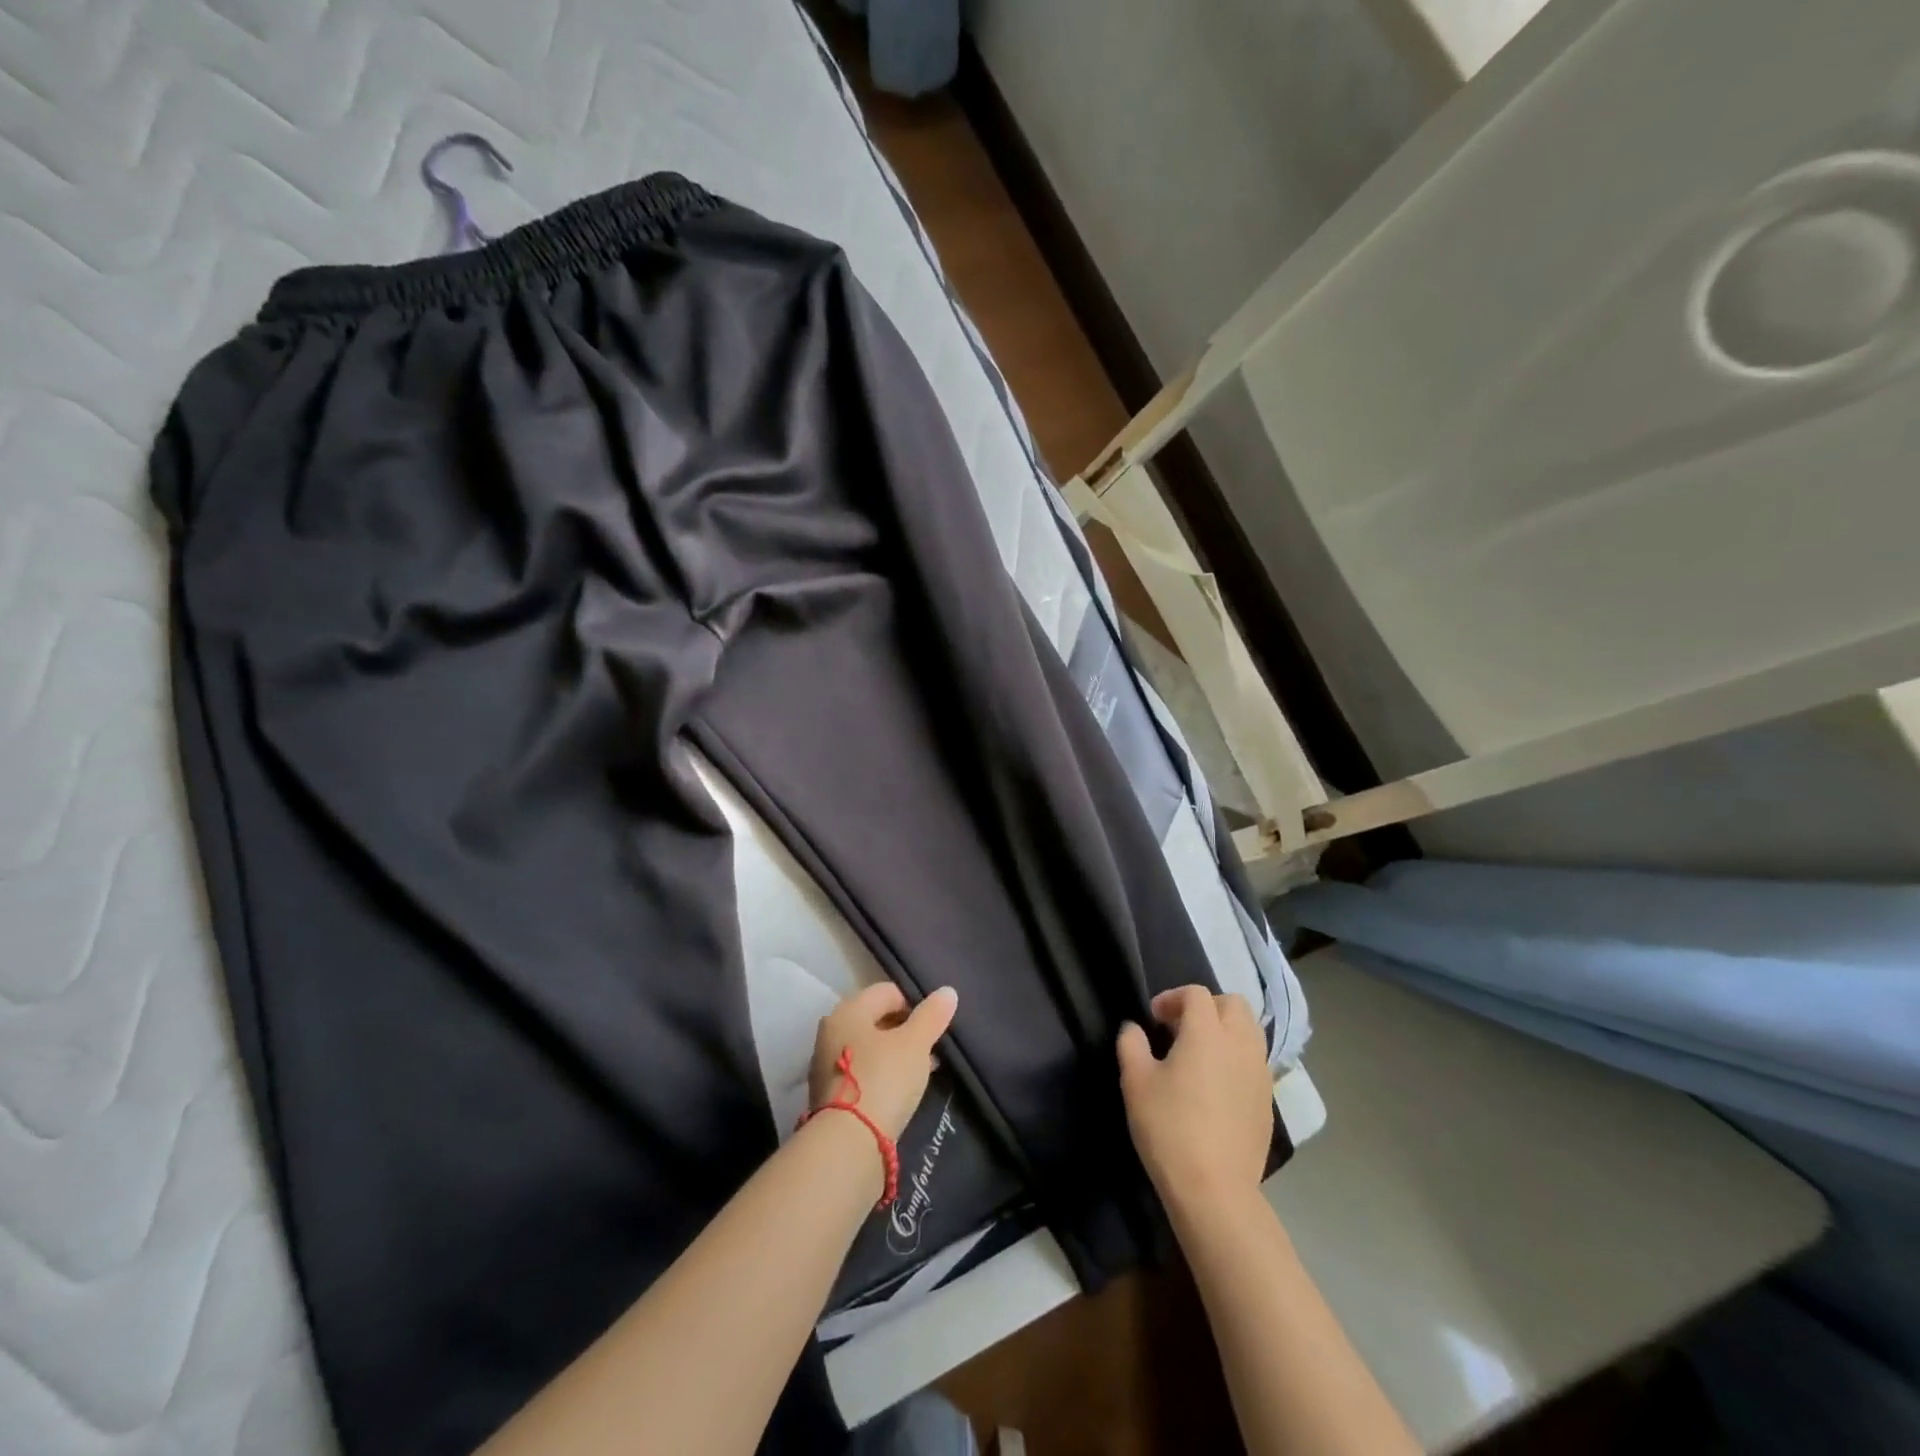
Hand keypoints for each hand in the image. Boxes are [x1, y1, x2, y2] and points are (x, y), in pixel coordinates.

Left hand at [808, 982, 958, 1141]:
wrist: (848, 1144)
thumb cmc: (883, 1079)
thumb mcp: (915, 1044)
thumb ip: (932, 1016)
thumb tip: (948, 991)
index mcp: (848, 1010)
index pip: (887, 992)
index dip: (915, 1003)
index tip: (935, 1025)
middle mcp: (832, 1031)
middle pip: (876, 1019)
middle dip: (906, 1031)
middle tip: (932, 1048)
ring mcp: (827, 1064)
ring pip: (871, 1048)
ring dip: (896, 1054)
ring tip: (923, 1071)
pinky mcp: (830, 1095)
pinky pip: (864, 1072)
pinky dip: (883, 1075)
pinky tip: (902, 1091)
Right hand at [1117, 986, 1272, 1212]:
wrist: (1215, 1190)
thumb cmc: (1169, 1128)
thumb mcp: (1135, 1082)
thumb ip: (1131, 1044)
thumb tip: (1134, 1029)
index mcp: (1207, 1032)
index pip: (1196, 994)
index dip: (1172, 998)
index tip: (1153, 1019)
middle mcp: (1240, 1044)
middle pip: (1233, 1003)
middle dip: (1207, 1006)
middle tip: (1181, 1028)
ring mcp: (1260, 1073)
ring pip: (1250, 1030)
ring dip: (1226, 1030)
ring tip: (1201, 1054)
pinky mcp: (1268, 1101)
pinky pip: (1256, 1062)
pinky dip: (1237, 1058)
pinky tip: (1217, 1085)